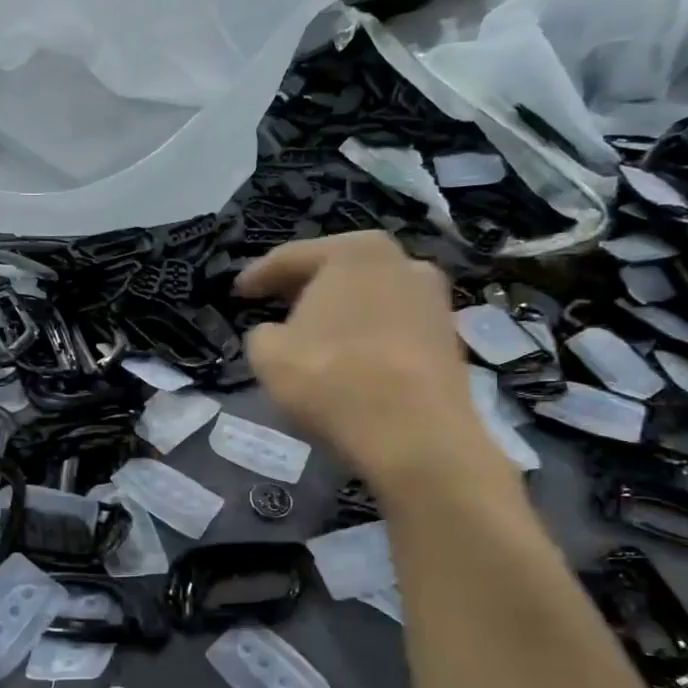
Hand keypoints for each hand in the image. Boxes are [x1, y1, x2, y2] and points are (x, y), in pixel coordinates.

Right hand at [237, 233, 513, 498]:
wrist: (415, 435)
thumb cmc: (332, 379)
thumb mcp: (268, 355)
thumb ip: (262, 333)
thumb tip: (275, 333)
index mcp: (353, 252)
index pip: (291, 257)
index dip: (258, 276)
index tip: (239, 292)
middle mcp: (401, 260)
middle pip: (337, 270)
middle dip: (304, 288)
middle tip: (275, 304)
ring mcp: (432, 298)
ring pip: (369, 297)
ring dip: (340, 311)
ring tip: (314, 333)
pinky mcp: (448, 336)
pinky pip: (392, 326)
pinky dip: (368, 335)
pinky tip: (350, 357)